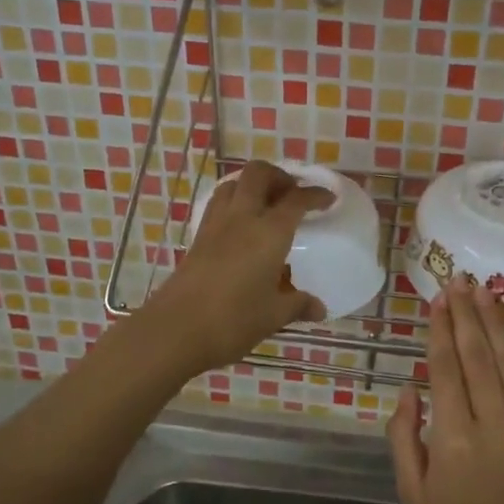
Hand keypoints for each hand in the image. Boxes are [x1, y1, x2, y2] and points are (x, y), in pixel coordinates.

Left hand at [143, 160, 333, 373]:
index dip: (315, 194)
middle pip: (259, 174)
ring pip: (233, 183)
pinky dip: (234, 202)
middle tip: (293, 195)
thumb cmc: (232, 320)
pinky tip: (241, 226)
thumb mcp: (273, 315)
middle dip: (280, 176)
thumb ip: (298, 305)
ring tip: (267, 205)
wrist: (175, 329)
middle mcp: (242, 218)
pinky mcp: (197, 237)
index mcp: (269, 232)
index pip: (296, 199)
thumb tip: (319, 308)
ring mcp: (215, 225)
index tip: (328, 199)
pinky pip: (218, 204)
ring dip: (253, 185)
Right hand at [388, 275, 503, 503]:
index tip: (436, 300)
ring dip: (495, 322)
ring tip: (483, 292)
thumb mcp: (413, 493)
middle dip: (466, 314)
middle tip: (458, 281)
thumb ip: (404, 436)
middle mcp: (494, 423)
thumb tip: (409, 389)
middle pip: (479, 355)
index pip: (445, 369)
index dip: (439, 331)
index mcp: (455, 439)